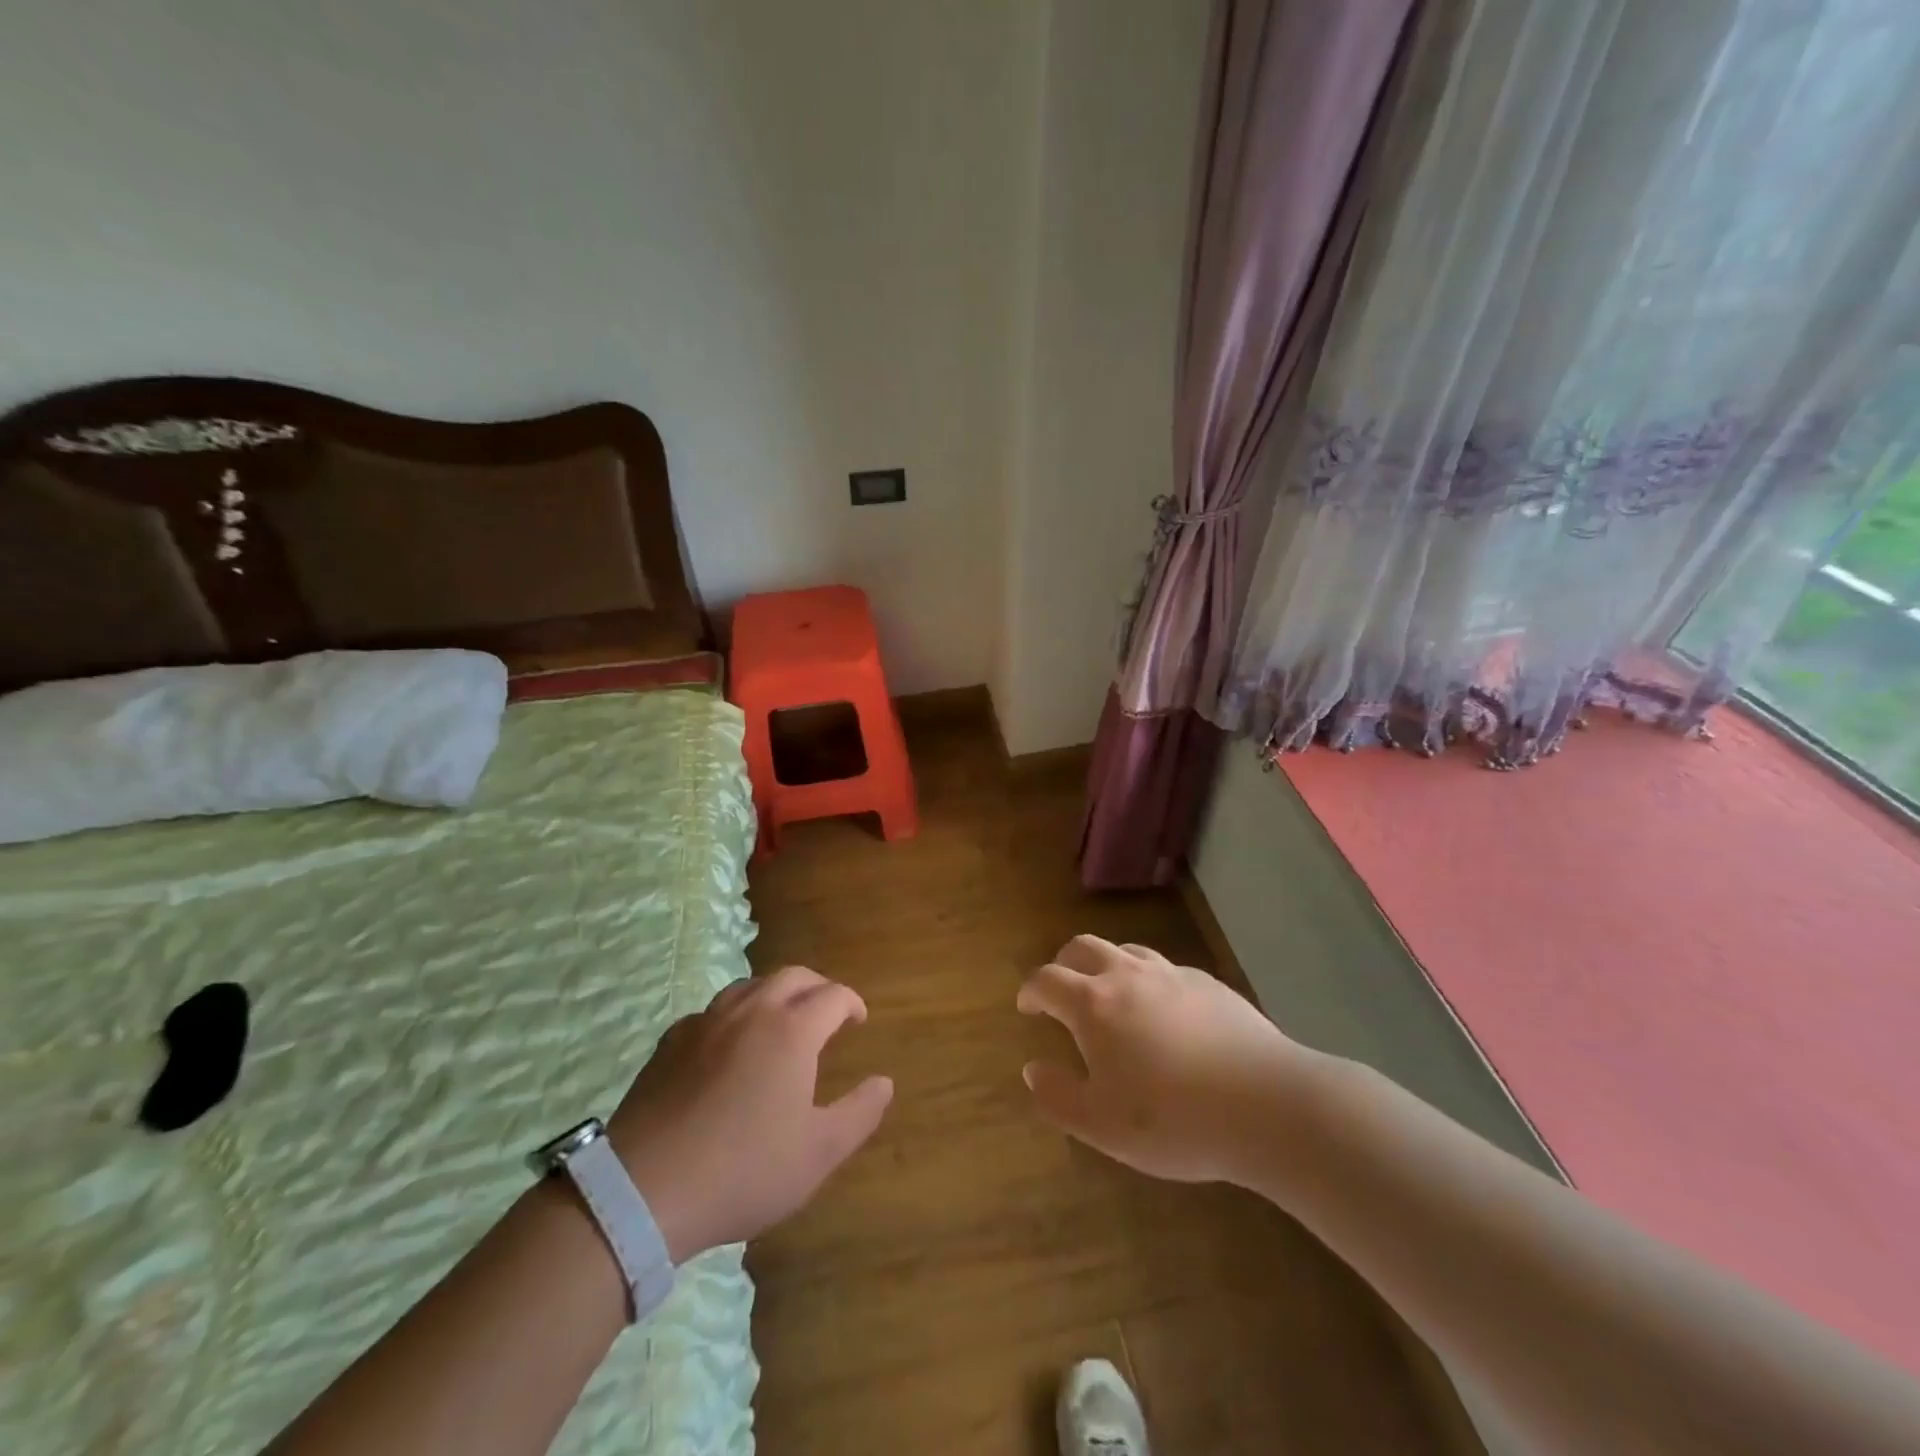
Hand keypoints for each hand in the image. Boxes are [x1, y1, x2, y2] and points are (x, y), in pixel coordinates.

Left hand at [605, 966, 892, 1262]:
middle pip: (793, 976)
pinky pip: (713, 1010)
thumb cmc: (744, 1170)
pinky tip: (730, 1043)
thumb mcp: (818, 1153)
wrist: (645, 1190)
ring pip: (750, 985)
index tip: (858, 1020)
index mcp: (793, 1030)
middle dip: (818, 987)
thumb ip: (859, 1113)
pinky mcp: (671, 1040)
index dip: (852, 1003)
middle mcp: (752, 1011)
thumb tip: (884, 1082)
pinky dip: (735, 1014)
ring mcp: (707, 1022)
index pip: (833, 996)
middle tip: (828, 1011)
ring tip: (782, 1019)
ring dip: (775, 992)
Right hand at [1017, 935, 1307, 1184]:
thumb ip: (1058, 1096)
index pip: (1047, 979)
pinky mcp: (1209, 984)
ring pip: (1127, 951)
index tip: (1026, 1006)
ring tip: (1111, 996)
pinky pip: (1166, 970)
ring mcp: (1172, 975)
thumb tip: (1033, 1069)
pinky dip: (1149, 981)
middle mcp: (1128, 976)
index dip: (1031, 990)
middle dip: (1064, 964)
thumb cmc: (1173, 1119)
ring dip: (1107, 965)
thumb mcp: (1101, 1125)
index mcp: (1094, 1004)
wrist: (1266, 1105)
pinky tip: (1165, 1013)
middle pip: (1083, 947)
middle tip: (1061, 991)